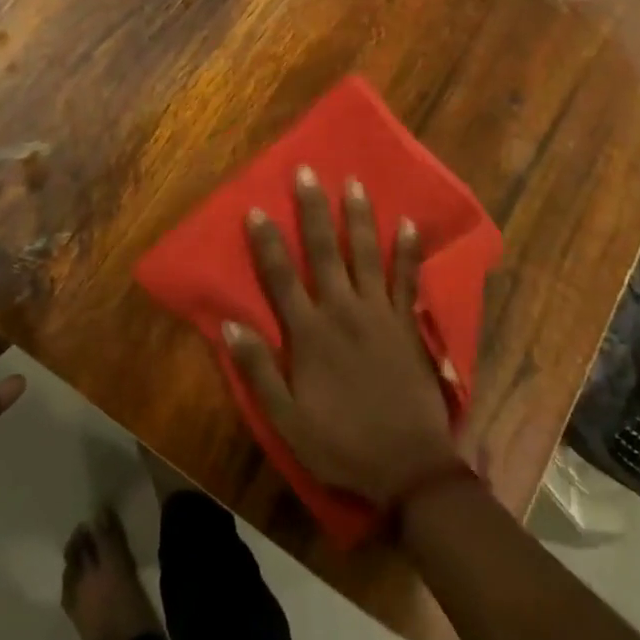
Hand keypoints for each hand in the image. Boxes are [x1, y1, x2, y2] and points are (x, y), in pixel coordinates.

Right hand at [226, 168, 460, 506]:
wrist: (408, 467)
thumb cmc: (341, 444)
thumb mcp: (287, 420)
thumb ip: (259, 370)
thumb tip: (231, 325)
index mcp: (309, 333)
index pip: (281, 277)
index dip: (267, 242)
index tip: (257, 209)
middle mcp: (342, 310)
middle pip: (323, 251)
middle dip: (312, 209)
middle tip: (306, 172)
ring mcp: (379, 312)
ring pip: (365, 253)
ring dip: (357, 216)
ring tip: (353, 182)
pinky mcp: (407, 322)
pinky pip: (408, 278)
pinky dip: (407, 250)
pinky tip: (408, 222)